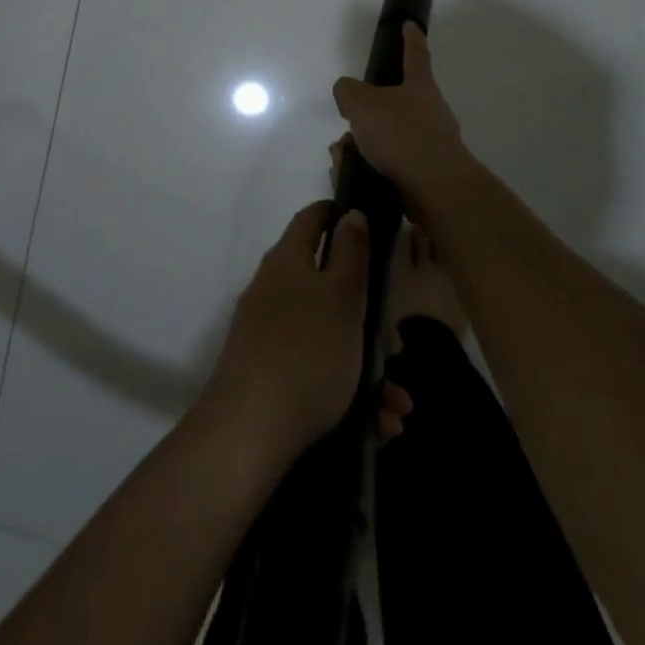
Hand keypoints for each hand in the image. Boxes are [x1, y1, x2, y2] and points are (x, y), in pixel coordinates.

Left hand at [203, 203, 410, 465]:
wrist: (249, 431)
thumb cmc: (307, 351)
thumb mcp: (342, 296)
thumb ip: (352, 253)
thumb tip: (351, 214)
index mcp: (288, 261)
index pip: (312, 219)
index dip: (339, 215)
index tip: (372, 226)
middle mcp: (274, 290)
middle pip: (328, 285)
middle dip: (369, 316)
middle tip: (396, 346)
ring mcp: (268, 333)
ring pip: (329, 336)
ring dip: (368, 366)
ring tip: (396, 404)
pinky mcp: (269, 374)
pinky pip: (317, 371)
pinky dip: (349, 393)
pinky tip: (378, 424)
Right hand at [332, 23, 472, 205]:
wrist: (435, 189)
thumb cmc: (401, 135)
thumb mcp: (361, 103)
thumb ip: (348, 91)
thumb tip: (348, 94)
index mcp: (419, 86)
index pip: (415, 54)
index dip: (410, 38)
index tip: (410, 24)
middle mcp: (429, 112)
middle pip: (391, 104)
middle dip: (364, 115)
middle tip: (346, 127)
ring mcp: (429, 144)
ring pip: (385, 138)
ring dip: (360, 146)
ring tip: (343, 159)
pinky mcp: (423, 174)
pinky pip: (387, 165)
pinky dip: (367, 168)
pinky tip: (352, 177)